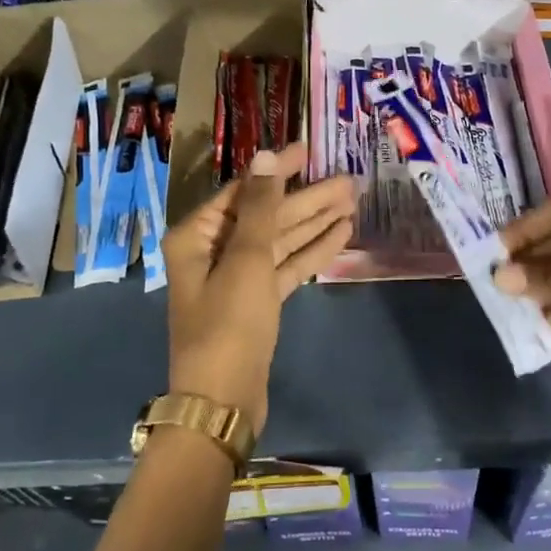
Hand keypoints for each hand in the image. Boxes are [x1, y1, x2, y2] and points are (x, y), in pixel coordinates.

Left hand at [163, 143, 353, 435]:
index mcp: (198, 235)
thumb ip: (262, 206)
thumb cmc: (229, 323)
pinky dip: (311, 251)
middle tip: (348, 180)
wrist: (223, 400)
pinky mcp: (257, 302)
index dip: (278, 170)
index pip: (244, 191)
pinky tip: (341, 234)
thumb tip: (267, 156)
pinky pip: (285, 266)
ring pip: (280, 241)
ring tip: (353, 201)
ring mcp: (236, 278)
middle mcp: (214, 251)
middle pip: (266, 215)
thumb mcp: (247, 259)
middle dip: (307, 198)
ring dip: (315, 222)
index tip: (310, 150)